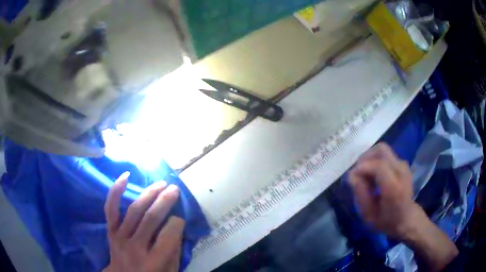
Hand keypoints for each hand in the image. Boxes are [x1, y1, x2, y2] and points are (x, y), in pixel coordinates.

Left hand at [103, 172, 184, 271]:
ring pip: (134, 211)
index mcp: (153, 262)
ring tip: (161, 184)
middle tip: (174, 189)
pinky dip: (116, 191)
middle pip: (150, 219)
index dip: (177, 223)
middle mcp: (135, 248)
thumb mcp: (169, 271)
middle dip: (165, 201)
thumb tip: (176, 226)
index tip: (181, 217)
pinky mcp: (110, 231)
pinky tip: (125, 176)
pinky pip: (111, 208)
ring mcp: (120, 238)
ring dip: (149, 194)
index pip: (168, 236)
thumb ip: (174, 251)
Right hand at [348, 143, 418, 239]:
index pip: (379, 166)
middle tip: (357, 172)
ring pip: (383, 150)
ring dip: (370, 158)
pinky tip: (373, 174)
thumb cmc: (386, 221)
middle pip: (381, 150)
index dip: (362, 167)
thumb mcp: (368, 216)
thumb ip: (361, 195)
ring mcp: (403, 166)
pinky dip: (376, 160)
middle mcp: (401, 172)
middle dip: (365, 158)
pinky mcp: (402, 164)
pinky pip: (386, 155)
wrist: (406, 218)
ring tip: (365, 174)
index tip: (352, 177)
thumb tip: (352, 175)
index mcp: (394, 188)